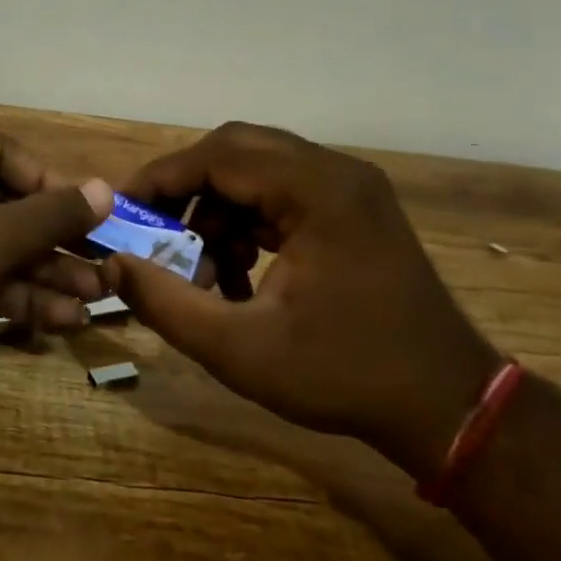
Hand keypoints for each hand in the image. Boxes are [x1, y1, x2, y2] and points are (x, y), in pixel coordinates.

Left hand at [0, 128, 114, 372]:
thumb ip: (47, 215)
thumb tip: (104, 188)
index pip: (5, 155)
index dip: (52, 184)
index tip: (92, 217)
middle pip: (4, 206)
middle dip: (54, 240)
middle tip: (104, 267)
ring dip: (41, 274)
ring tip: (93, 301)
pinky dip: (12, 298)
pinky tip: (57, 321)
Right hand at [102, 122, 500, 481]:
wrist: (449, 408)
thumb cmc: (344, 376)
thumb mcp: (239, 350)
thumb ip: (166, 303)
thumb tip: (111, 266)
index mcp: (316, 191)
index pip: (217, 156)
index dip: (161, 179)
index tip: (122, 210)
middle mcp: (336, 173)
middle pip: (236, 152)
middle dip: (186, 191)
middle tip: (153, 232)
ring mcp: (350, 189)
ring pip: (258, 173)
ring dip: (217, 212)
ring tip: (199, 272)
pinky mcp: (355, 210)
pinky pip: (282, 195)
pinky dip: (247, 224)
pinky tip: (237, 277)